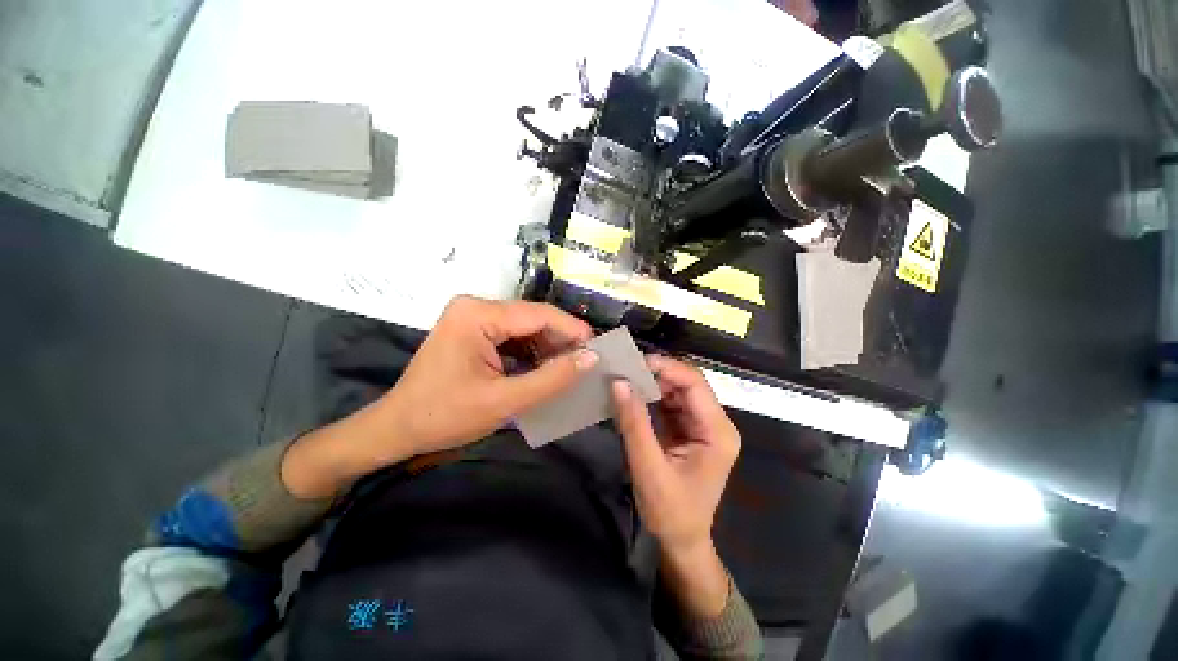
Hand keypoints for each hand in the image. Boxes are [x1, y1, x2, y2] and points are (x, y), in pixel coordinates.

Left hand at [380, 295, 596, 456]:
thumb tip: (591, 358)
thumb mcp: (505, 401)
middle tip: (585, 363)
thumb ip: (552, 379)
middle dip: (560, 341)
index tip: (597, 348)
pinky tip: (543, 369)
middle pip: (532, 318)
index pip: (538, 314)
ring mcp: (472, 317)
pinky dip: (531, 352)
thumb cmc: (445, 416)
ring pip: (525, 327)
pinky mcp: (472, 330)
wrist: (397, 429)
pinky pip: (512, 336)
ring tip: (568, 369)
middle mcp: (476, 306)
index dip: (572, 329)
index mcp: (478, 314)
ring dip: (547, 348)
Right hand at [610, 355, 739, 554]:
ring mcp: (702, 425)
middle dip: (656, 375)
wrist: (681, 541)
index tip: (635, 363)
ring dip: (651, 385)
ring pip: (677, 391)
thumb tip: (619, 383)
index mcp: (718, 431)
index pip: (695, 384)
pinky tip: (632, 397)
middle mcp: (715, 423)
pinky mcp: (689, 430)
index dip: (666, 368)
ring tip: (624, 381)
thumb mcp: (648, 468)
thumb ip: (634, 423)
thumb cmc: (670, 512)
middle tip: (625, 371)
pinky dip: (650, 398)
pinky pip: (670, 404)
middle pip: (687, 384)